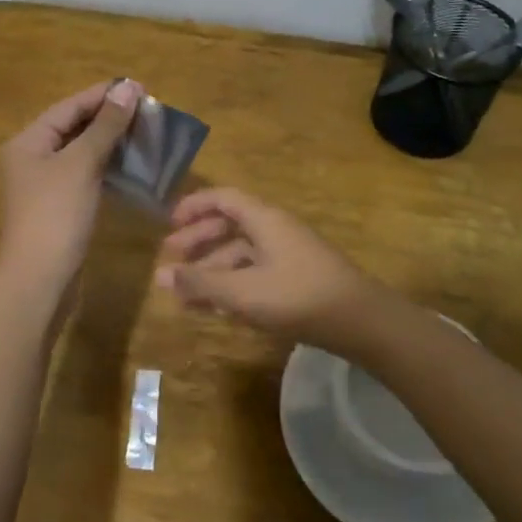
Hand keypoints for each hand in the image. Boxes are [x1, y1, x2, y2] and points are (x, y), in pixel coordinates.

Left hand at [0, 79, 142, 293]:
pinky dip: (106, 167)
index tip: (139, 87)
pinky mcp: (59, 206)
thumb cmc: (56, 215)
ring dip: (111, 142)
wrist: (40, 280)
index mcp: (28, 141)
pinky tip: (131, 165)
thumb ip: (105, 125)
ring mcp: (45, 184)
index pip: (69, 107)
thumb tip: (128, 88)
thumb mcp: (81, 164)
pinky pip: (85, 175)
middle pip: (73, 127)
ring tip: (145, 133)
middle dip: (109, 118)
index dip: (103, 95)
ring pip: (81, 152)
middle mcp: (32, 158)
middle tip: (147, 110)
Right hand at [156, 186, 388, 354]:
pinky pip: (255, 274)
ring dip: (212, 270)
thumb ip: (201, 284)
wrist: (361, 322)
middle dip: (198, 242)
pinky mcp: (298, 280)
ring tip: (185, 296)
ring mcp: (288, 255)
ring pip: (241, 254)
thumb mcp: (243, 292)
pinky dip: (233, 285)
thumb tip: (160, 276)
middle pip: (229, 226)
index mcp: (264, 219)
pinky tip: (217, 309)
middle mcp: (275, 230)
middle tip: (170, 262)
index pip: (223, 198)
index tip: (168, 224)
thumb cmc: (298, 297)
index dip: (194, 207)